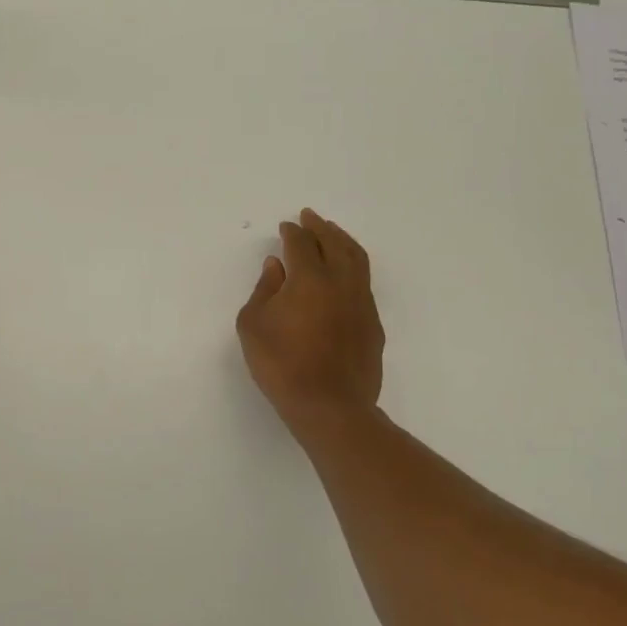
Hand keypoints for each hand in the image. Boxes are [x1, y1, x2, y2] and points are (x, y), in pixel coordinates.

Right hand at [236, 208, 384, 428]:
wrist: (330, 407)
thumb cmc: (282, 365)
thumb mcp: (253, 325)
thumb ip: (264, 289)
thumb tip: (277, 266)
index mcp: (310, 278)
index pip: (302, 243)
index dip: (293, 232)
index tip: (286, 227)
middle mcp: (341, 282)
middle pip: (335, 243)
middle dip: (321, 227)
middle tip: (311, 217)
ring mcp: (362, 303)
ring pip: (357, 259)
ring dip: (342, 241)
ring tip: (332, 234)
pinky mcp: (373, 324)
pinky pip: (364, 282)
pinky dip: (353, 266)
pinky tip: (344, 273)